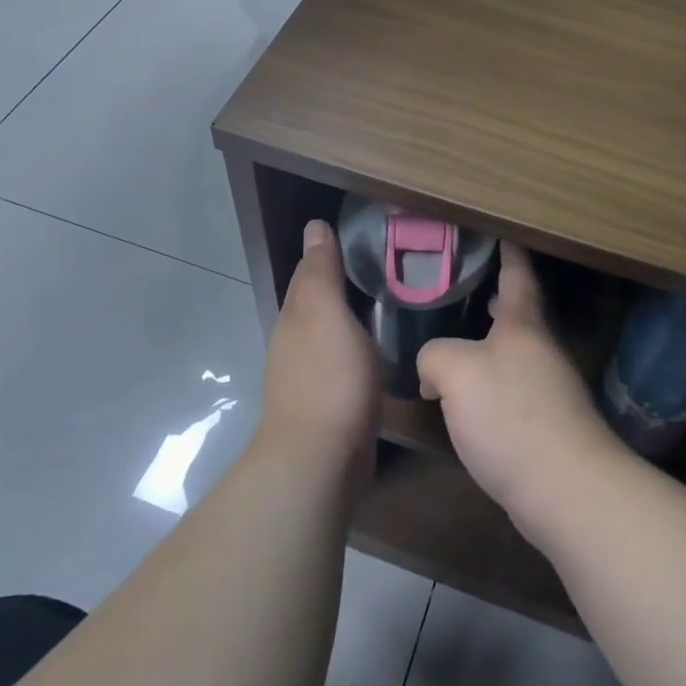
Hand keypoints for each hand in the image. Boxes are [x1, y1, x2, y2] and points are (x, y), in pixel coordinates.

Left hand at [259, 220, 380, 496]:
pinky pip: (344, 362)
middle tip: (384, 266)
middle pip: (319, 302)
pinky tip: (379, 350)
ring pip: (331, 333)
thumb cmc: (329, 378)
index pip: (310, 272)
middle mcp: (297, 341)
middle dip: (342, 284)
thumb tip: (314, 226)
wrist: (320, 459)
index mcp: (297, 316)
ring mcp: (310, 374)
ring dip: (351, 317)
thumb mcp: (326, 314)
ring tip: (389, 302)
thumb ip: (321, 272)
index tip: (361, 235)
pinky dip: (358, 348)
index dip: (329, 252)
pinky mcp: (330, 402)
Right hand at [417, 243, 623, 541]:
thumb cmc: (511, 415)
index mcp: (522, 324)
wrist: (564, 488)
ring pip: (513, 351)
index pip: (516, 273)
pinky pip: (511, 387)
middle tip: (461, 283)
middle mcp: (540, 348)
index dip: (507, 250)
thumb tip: (431, 370)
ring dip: (488, 341)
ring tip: (453, 337)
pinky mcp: (545, 424)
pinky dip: (488, 380)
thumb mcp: (455, 371)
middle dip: (493, 296)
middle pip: (517, 311)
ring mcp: (548, 387)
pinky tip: (464, 396)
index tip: (499, 230)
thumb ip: (434, 355)